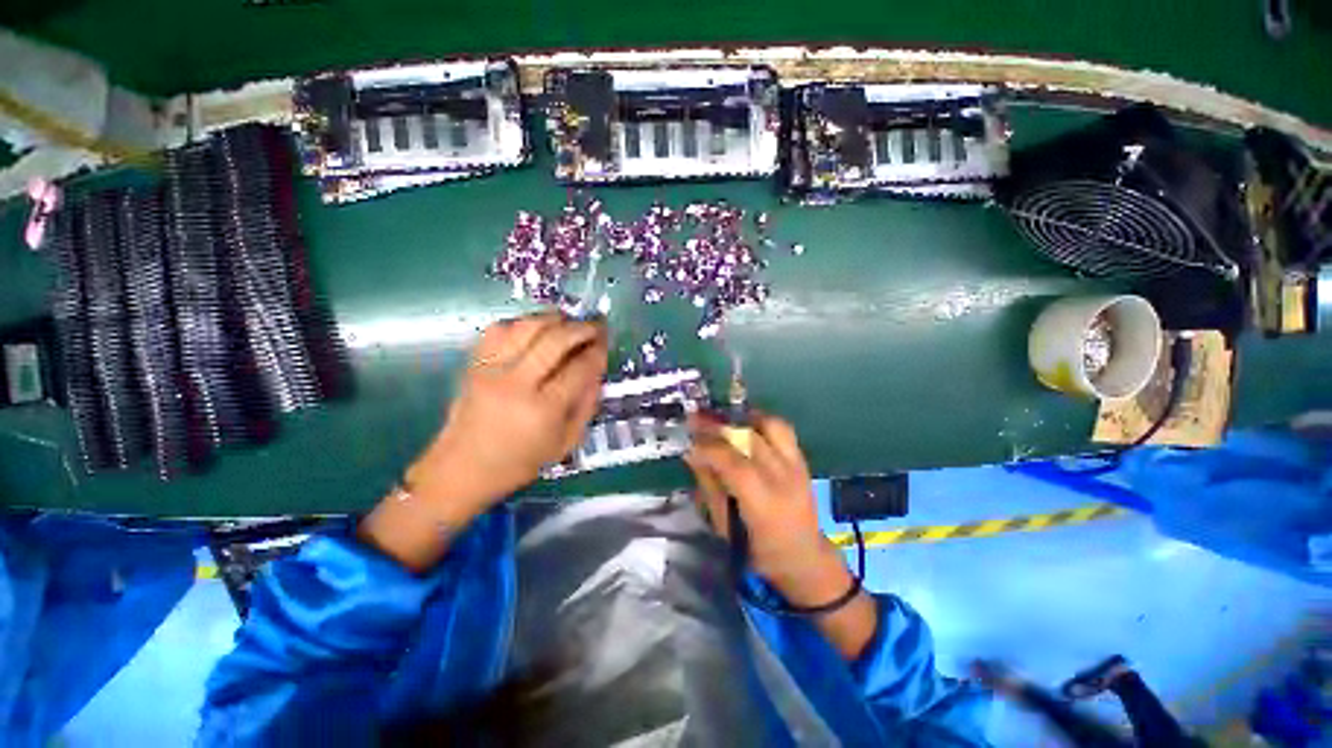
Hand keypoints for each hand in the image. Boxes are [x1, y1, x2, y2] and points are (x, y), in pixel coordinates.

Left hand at [407, 312, 608, 514]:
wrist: (462, 469)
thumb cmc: (520, 462)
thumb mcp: (566, 442)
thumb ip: (587, 404)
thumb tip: (597, 370)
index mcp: (544, 409)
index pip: (579, 368)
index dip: (597, 351)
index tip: (606, 343)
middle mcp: (517, 384)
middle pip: (555, 340)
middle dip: (581, 328)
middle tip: (595, 326)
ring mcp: (491, 370)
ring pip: (527, 327)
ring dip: (553, 318)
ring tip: (568, 321)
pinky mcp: (474, 364)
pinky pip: (498, 329)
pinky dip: (521, 323)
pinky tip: (534, 329)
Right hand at [685, 412, 846, 605]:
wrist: (805, 558)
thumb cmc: (759, 551)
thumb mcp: (725, 527)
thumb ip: (709, 486)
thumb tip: (691, 453)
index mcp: (764, 504)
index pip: (734, 464)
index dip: (709, 448)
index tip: (689, 441)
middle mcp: (784, 479)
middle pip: (750, 439)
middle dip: (719, 426)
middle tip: (696, 420)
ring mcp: (797, 466)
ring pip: (770, 426)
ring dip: (743, 418)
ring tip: (723, 420)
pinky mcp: (803, 460)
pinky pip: (783, 429)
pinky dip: (761, 422)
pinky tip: (744, 424)